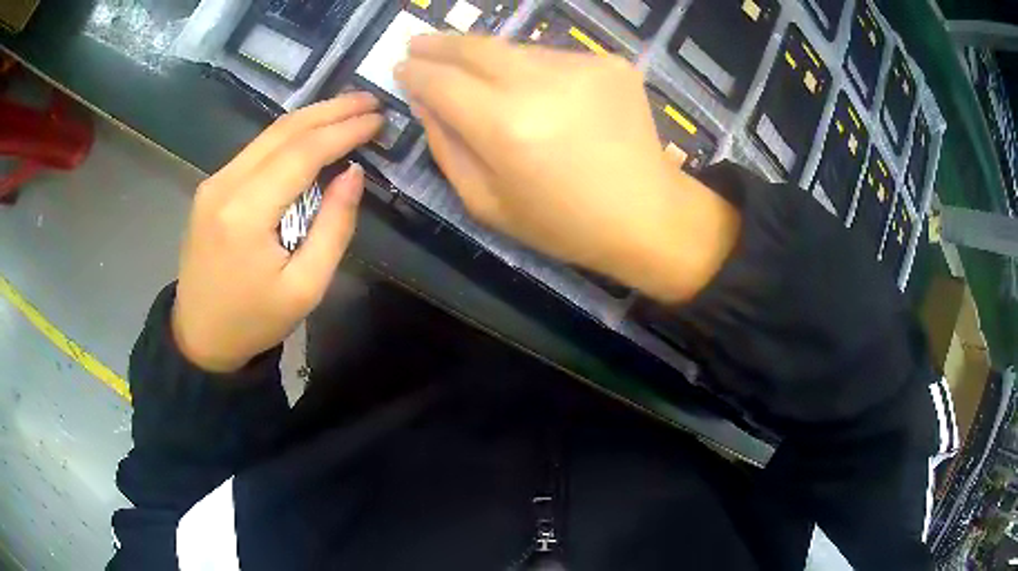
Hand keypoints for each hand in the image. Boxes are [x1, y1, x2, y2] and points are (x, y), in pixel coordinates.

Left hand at [172, 94, 382, 372]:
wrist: (200, 336)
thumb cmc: (254, 320)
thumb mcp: (305, 287)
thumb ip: (333, 227)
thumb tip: (353, 172)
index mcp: (246, 213)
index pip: (302, 153)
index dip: (344, 130)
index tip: (378, 119)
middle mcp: (224, 185)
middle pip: (284, 130)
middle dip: (331, 110)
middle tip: (370, 101)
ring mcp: (213, 182)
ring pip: (268, 134)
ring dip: (312, 117)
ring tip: (349, 109)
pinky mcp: (211, 188)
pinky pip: (256, 150)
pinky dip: (289, 136)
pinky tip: (313, 133)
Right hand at [396, 36, 738, 301]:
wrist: (648, 214)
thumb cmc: (564, 223)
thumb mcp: (487, 203)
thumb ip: (447, 147)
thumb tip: (424, 101)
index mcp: (506, 127)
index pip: (441, 82)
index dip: (416, 73)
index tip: (401, 68)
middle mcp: (541, 83)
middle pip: (475, 47)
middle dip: (439, 44)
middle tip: (418, 43)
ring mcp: (581, 66)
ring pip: (514, 49)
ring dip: (488, 59)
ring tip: (480, 77)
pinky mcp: (609, 62)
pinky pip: (551, 58)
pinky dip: (532, 70)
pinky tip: (540, 95)